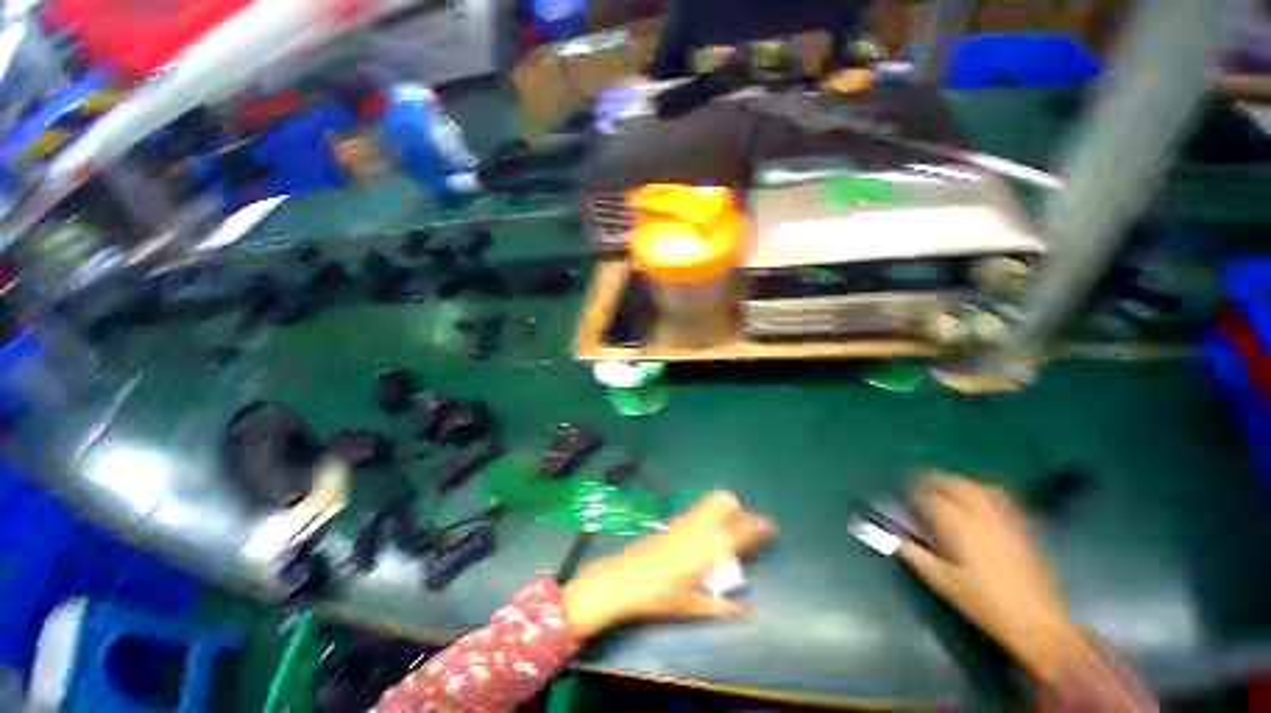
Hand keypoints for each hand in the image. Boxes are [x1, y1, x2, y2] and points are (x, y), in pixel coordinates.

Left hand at [562, 492, 776, 639]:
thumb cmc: (663, 596)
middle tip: (742, 531)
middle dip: (739, 511)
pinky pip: (699, 508)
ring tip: (725, 531)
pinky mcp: (674, 520)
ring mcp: (687, 519)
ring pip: (712, 500)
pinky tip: (703, 535)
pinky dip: (709, 514)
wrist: (628, 578)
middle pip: (727, 501)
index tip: (772, 527)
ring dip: (724, 509)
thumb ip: (724, 608)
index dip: (760, 526)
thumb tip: (746, 610)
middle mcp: (702, 526)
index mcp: (713, 547)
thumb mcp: (695, 607)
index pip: (744, 530)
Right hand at [896, 475, 1091, 683]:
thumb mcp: (943, 582)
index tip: (900, 496)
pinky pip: (999, 497)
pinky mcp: (1021, 526)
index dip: (910, 493)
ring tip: (944, 489)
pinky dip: (982, 491)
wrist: (1038, 622)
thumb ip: (914, 555)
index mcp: (957, 525)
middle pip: (952, 483)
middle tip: (918, 486)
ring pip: (976, 486)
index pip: (927, 497)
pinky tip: (978, 500)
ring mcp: (1004, 518)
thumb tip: (888, 538)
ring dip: (956, 483)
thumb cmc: (984, 603)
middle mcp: (980, 514)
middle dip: (932, 480)